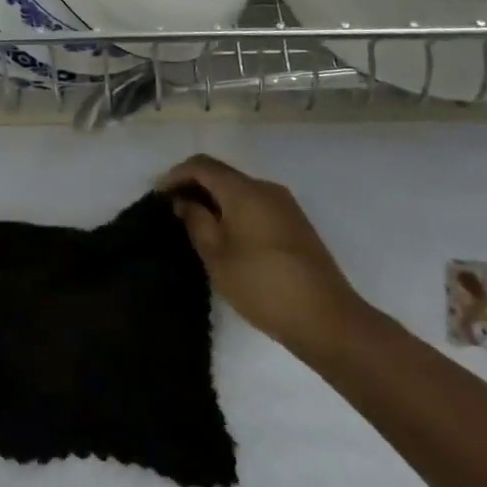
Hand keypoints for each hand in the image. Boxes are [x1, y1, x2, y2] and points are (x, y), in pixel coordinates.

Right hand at [157, 154, 366, 361]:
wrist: (328, 321)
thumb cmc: (263, 285)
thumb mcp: (217, 256)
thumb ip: (196, 221)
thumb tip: (185, 201)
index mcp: (244, 190)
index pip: (201, 165)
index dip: (175, 175)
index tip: (158, 195)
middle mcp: (266, 188)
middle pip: (222, 174)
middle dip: (194, 186)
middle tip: (173, 209)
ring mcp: (285, 205)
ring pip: (240, 190)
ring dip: (215, 199)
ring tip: (196, 224)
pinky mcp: (296, 224)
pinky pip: (256, 204)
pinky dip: (234, 210)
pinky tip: (226, 236)